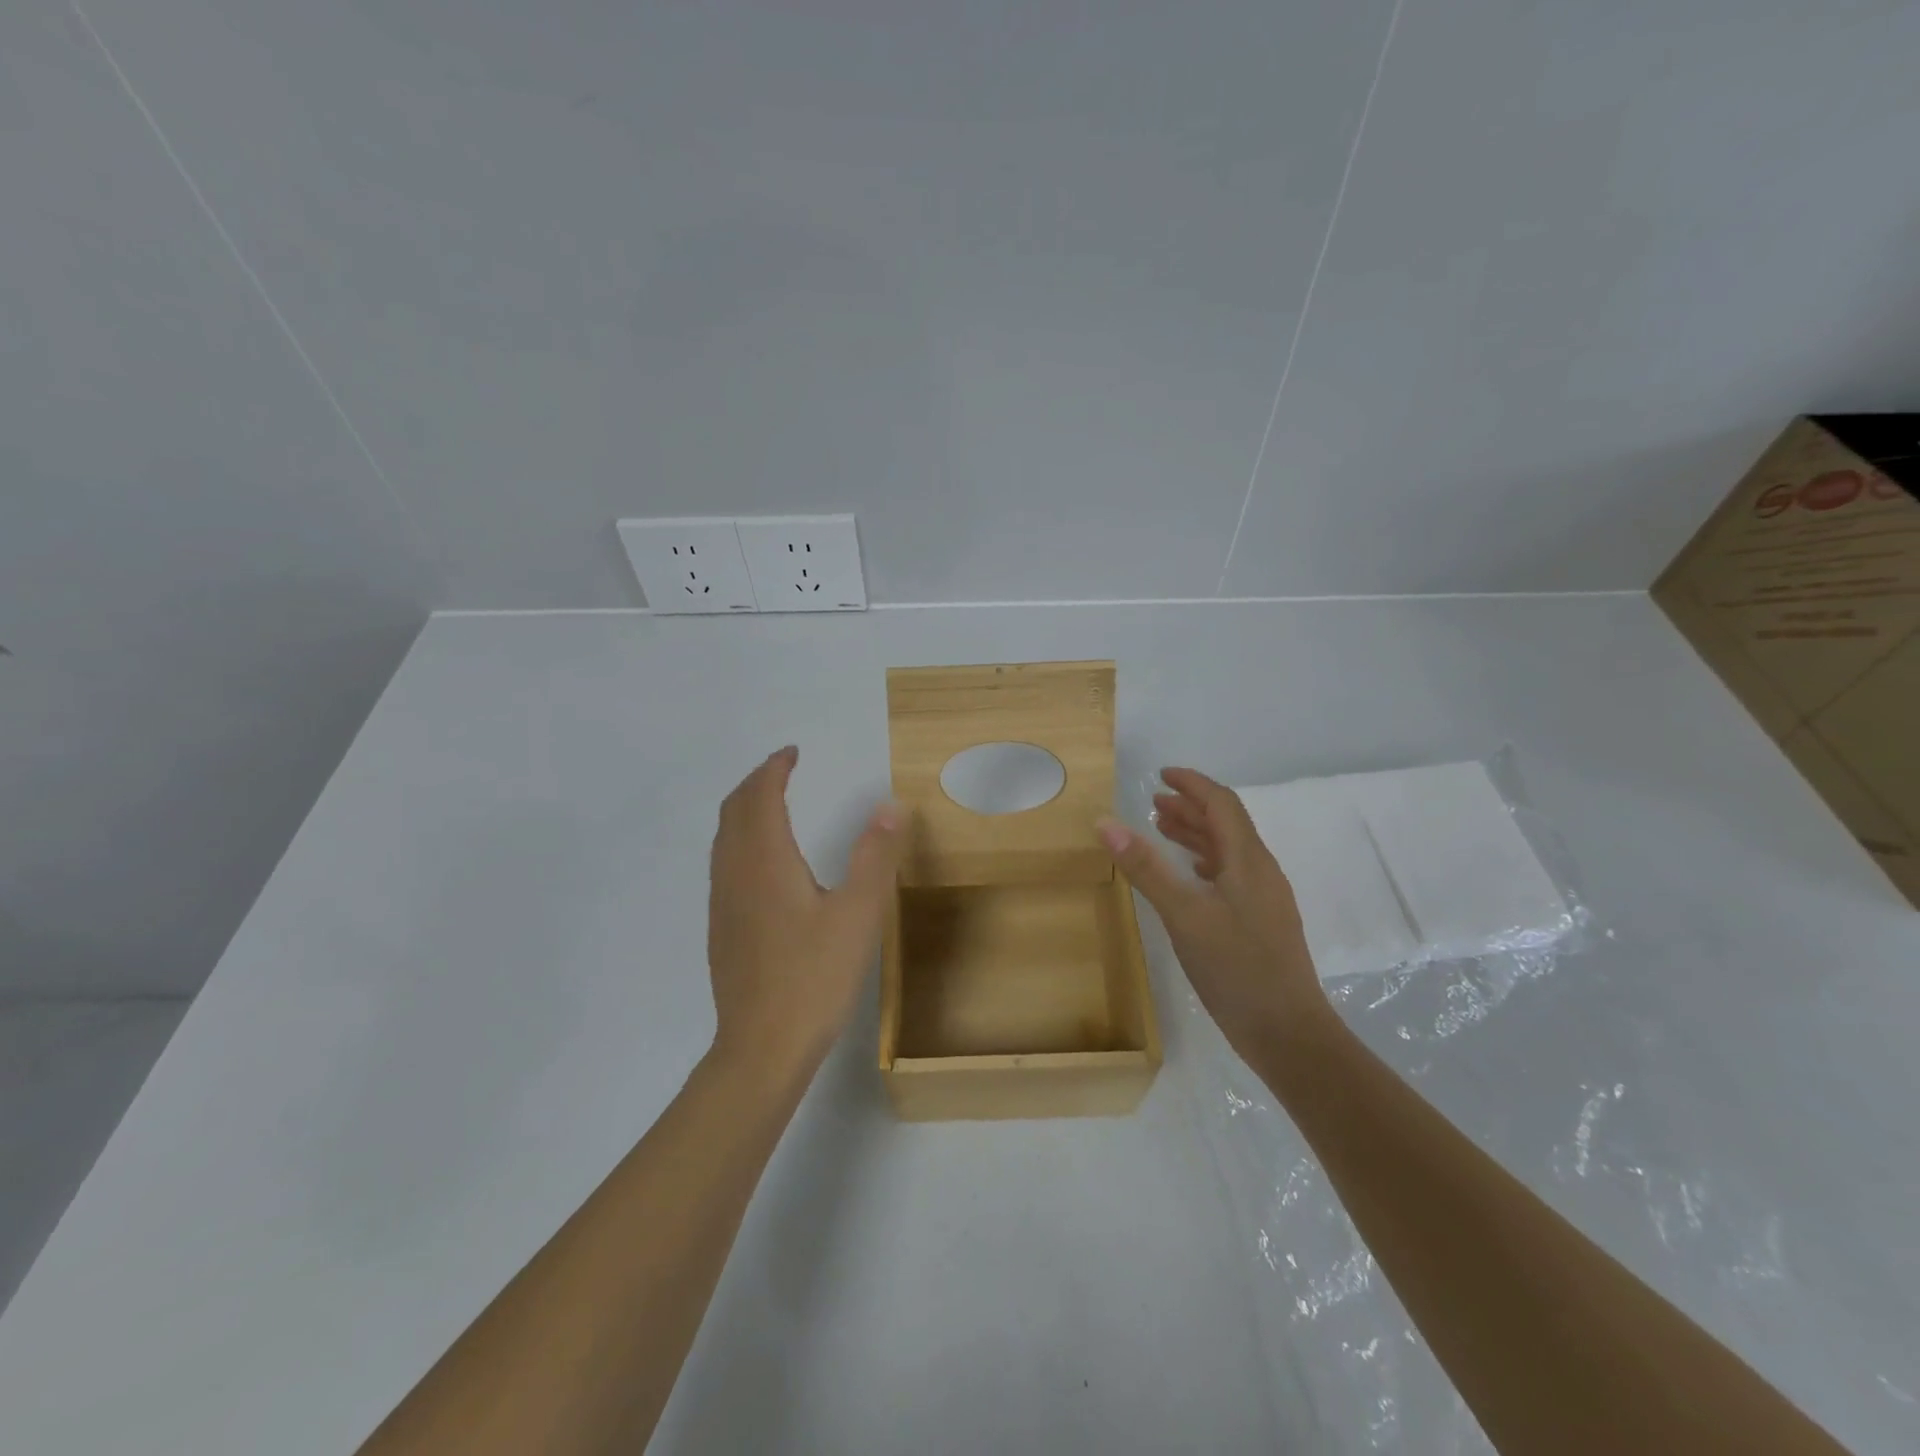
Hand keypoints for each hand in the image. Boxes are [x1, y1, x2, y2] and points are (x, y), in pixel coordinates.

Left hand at [707, 746, 904, 1083]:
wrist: (761, 1048)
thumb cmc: (813, 978)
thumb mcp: (858, 915)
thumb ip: (875, 857)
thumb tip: (889, 805)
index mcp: (765, 862)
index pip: (760, 796)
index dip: (774, 768)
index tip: (793, 753)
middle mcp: (735, 873)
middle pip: (733, 811)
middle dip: (756, 782)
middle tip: (783, 770)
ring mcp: (723, 903)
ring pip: (724, 838)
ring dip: (745, 810)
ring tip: (773, 804)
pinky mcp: (722, 928)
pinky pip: (724, 863)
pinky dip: (740, 839)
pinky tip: (764, 862)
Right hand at [1097, 767, 1328, 1065]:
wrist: (1289, 1034)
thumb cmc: (1236, 969)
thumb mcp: (1183, 916)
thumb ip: (1146, 868)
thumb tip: (1106, 822)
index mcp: (1248, 861)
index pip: (1222, 804)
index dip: (1193, 784)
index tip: (1161, 775)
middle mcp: (1260, 872)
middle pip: (1226, 825)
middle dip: (1190, 808)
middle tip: (1152, 803)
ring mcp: (1264, 899)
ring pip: (1228, 852)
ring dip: (1196, 835)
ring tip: (1161, 831)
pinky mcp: (1260, 923)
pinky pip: (1230, 876)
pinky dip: (1203, 864)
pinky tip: (1188, 877)